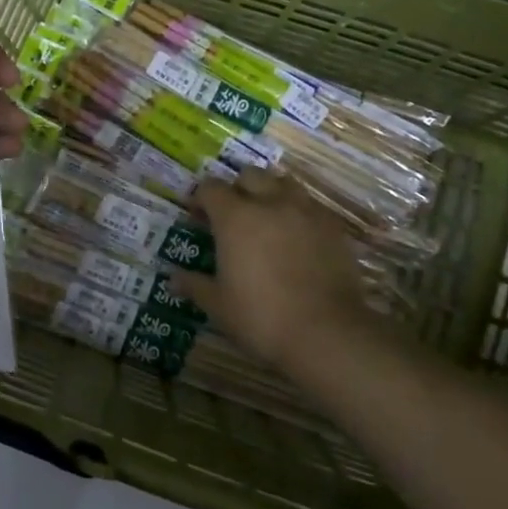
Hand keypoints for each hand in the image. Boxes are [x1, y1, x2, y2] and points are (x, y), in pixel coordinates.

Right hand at [174, 171, 379, 377]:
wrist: (327, 333)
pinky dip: (299, 213)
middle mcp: (270, 203)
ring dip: (271, 192)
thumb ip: (195, 285)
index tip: (197, 216)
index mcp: (235, 217)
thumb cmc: (261, 317)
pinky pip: (311, 206)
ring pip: (284, 183)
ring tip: (267, 218)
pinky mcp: (333, 227)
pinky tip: (297, 237)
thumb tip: (173, 279)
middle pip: (250, 175)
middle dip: (237, 188)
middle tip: (233, 214)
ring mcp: (306, 212)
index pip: (211, 188)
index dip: (200, 198)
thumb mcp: (218, 306)